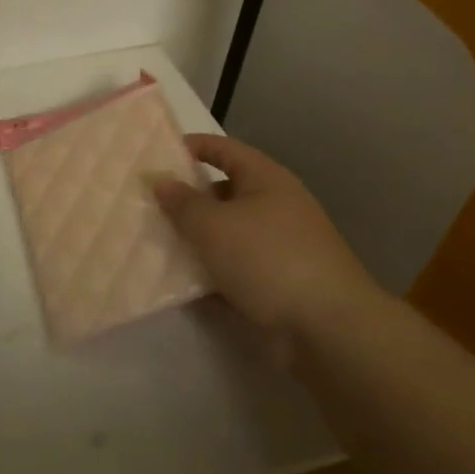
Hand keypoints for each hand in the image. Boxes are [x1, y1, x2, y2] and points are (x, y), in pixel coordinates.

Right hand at [153, 134, 383, 353]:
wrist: (327, 327)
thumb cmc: (267, 259)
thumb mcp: (213, 225)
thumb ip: (182, 202)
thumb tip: (160, 181)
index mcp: (266, 179)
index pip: (224, 149)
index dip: (192, 146)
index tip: (156, 155)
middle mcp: (275, 206)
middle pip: (223, 192)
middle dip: (187, 198)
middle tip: (147, 204)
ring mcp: (278, 245)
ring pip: (226, 232)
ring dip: (194, 238)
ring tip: (154, 242)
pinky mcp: (276, 280)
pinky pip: (233, 266)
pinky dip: (209, 270)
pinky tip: (179, 281)